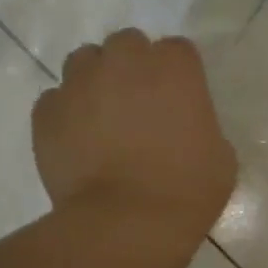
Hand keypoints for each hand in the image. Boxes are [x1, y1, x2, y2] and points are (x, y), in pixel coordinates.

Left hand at [33, 30, 236, 251]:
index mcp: (174, 68)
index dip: (179, 74)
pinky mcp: (47, 112)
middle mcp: (124, 62)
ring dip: (96, 80)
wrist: (128, 222)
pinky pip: (56, 99)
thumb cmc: (188, 189)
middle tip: (140, 104)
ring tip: (103, 117)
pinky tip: (79, 142)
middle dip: (133, 67)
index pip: (177, 50)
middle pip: (127, 44)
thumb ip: (200, 125)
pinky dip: (67, 113)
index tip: (181, 100)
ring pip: (84, 61)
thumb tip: (185, 128)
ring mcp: (80, 83)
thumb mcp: (220, 155)